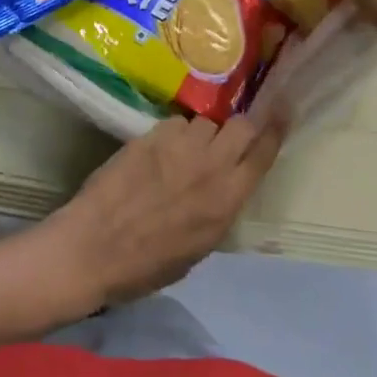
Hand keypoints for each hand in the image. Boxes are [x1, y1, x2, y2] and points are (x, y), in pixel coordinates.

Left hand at [46, 114, 284, 308]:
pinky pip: (175, 123)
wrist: (93, 248)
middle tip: (225, 139)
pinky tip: (157, 153)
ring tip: (182, 152)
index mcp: (226, 201)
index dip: (276, 130)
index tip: (283, 111)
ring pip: (205, 122)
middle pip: (241, 125)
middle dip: (239, 128)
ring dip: (201, 134)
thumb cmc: (145, 266)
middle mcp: (210, 167)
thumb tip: (224, 188)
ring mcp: (179, 147)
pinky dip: (172, 135)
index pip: (263, 154)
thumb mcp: (198, 249)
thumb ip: (218, 210)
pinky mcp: (150, 136)